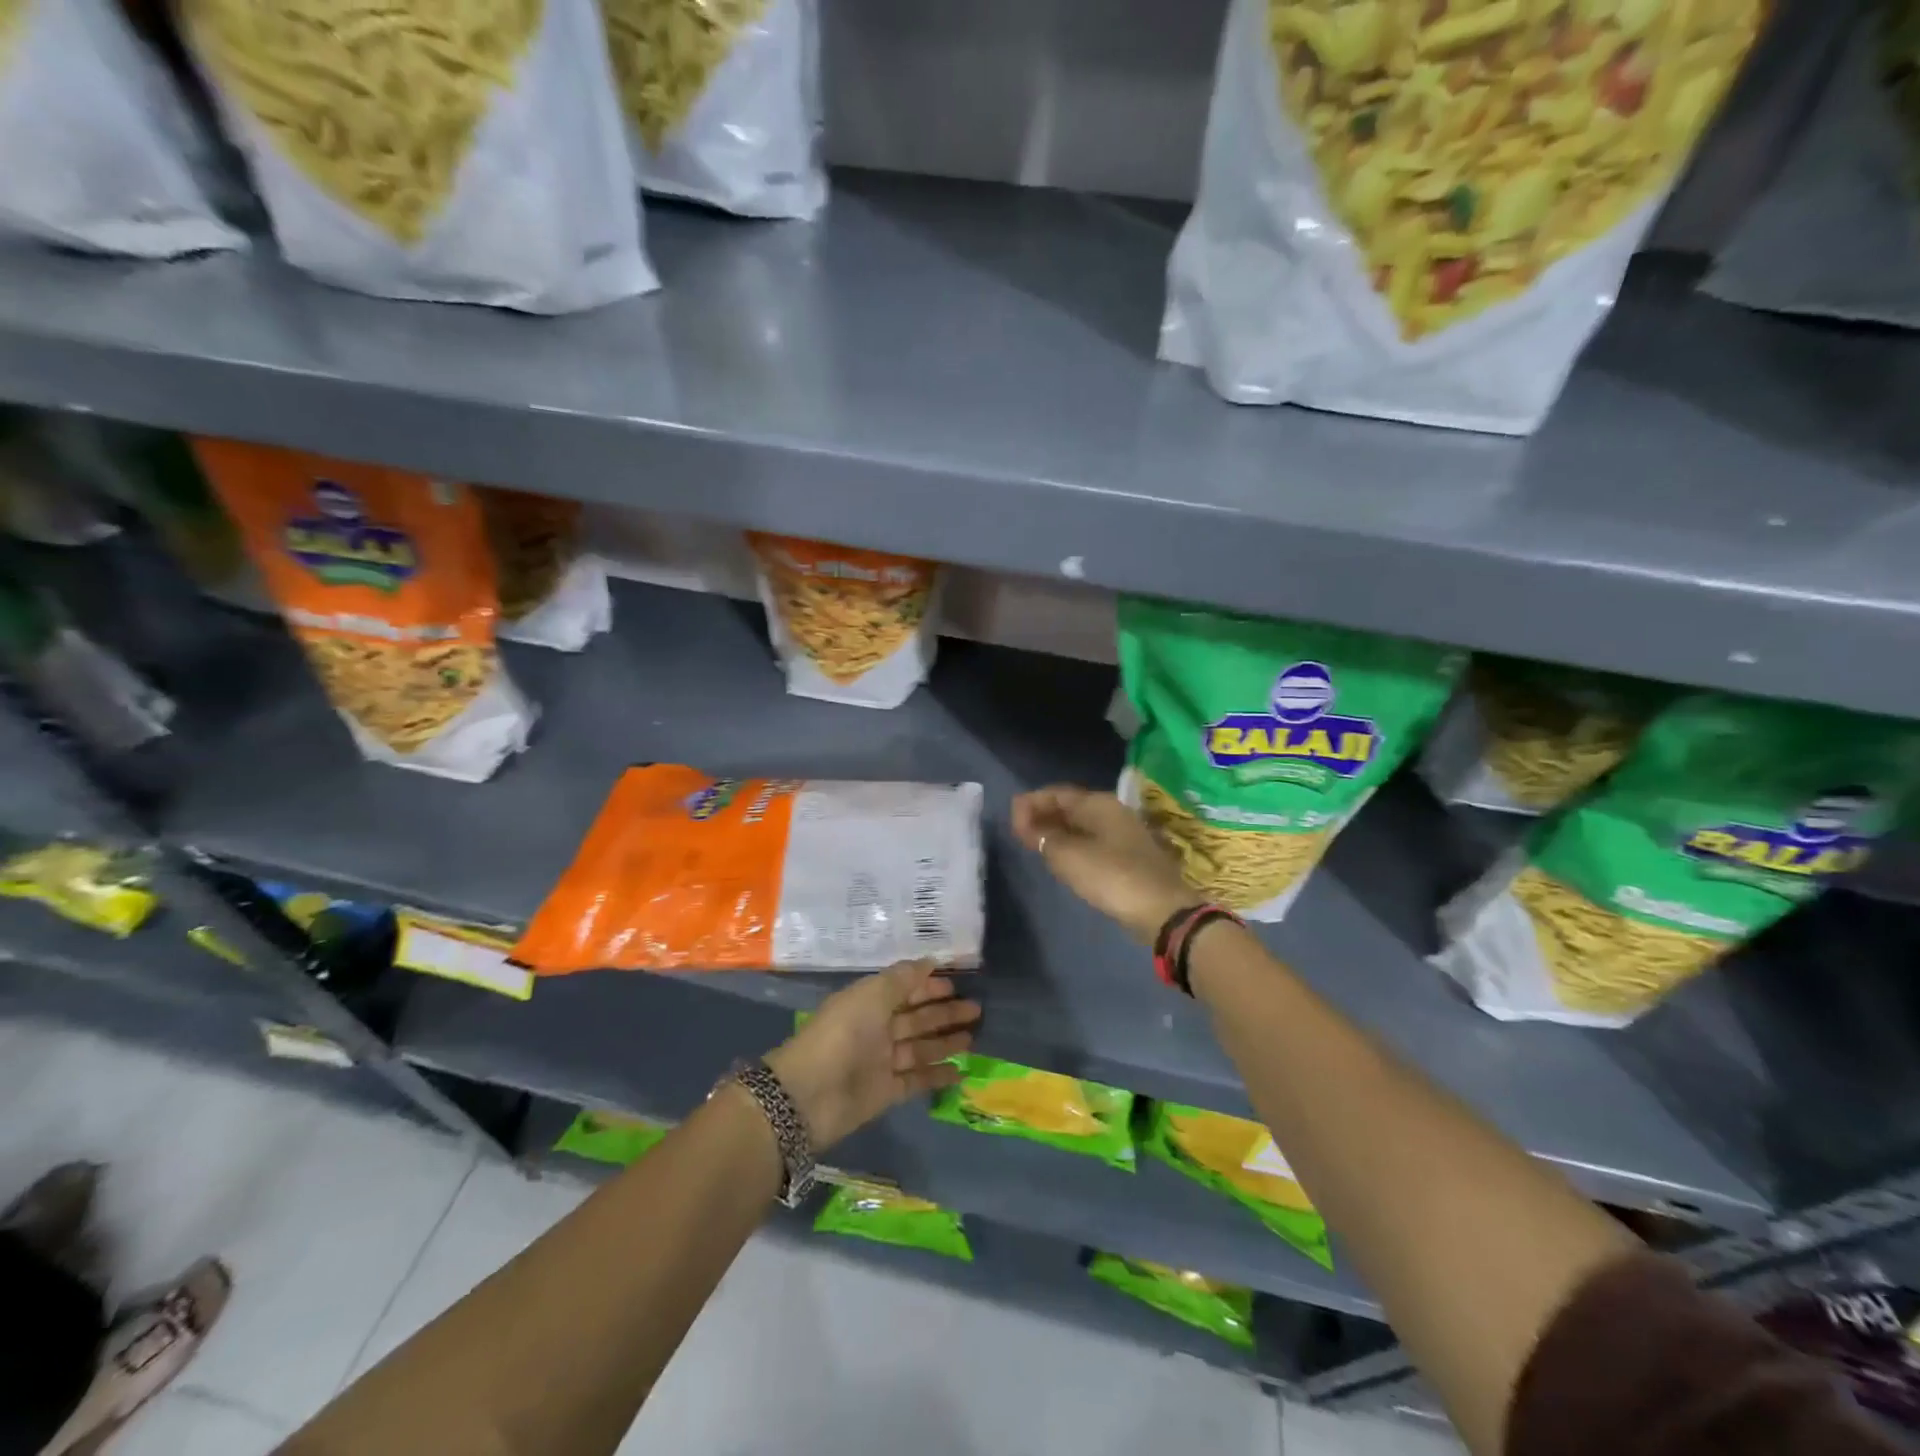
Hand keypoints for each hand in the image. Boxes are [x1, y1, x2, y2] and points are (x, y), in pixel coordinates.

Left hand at [765, 960, 980, 1150]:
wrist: (809, 1094)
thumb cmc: (842, 1034)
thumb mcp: (871, 995)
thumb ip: (902, 978)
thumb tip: (930, 960)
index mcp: (869, 1002)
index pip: (904, 989)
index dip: (928, 986)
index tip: (956, 983)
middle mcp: (876, 1029)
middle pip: (916, 1018)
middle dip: (944, 1012)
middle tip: (975, 1009)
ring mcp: (881, 1062)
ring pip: (920, 1048)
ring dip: (945, 1042)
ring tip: (973, 1037)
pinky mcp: (886, 1092)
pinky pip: (917, 1080)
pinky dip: (937, 1075)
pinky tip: (960, 1071)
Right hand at [1012, 785, 1197, 944]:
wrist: (1163, 911)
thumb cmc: (1111, 876)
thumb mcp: (1068, 856)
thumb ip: (1043, 836)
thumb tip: (1026, 822)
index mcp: (1099, 803)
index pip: (1057, 793)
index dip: (1030, 803)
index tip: (1011, 820)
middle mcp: (1113, 811)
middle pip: (1070, 807)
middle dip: (1043, 815)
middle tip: (1019, 832)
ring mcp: (1123, 834)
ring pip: (1082, 825)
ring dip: (1057, 831)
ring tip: (1035, 845)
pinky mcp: (1129, 856)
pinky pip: (1092, 841)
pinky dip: (1072, 844)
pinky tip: (1062, 859)